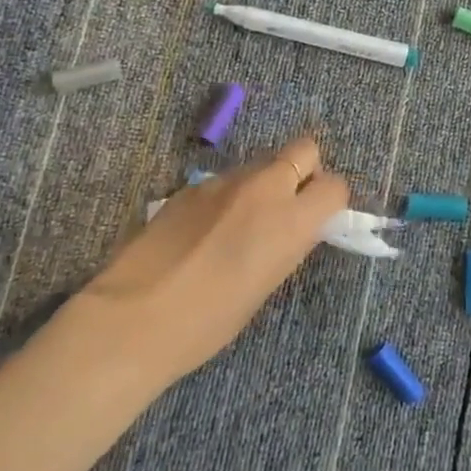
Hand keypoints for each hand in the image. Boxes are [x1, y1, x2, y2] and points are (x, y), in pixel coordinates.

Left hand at [59, 136, 349, 393]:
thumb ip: (288, 242)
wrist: (135, 318)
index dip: (330, 201)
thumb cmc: (210, 320)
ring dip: (263, 183)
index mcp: (292, 219)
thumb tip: (293, 226)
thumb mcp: (268, 283)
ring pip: (261, 163)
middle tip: (289, 203)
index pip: (335, 185)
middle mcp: (264, 188)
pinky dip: (226, 196)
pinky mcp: (190, 186)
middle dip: (305, 170)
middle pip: (304, 149)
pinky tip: (204, 230)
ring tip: (240, 223)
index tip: (319, 219)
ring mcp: (224, 181)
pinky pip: (224, 180)